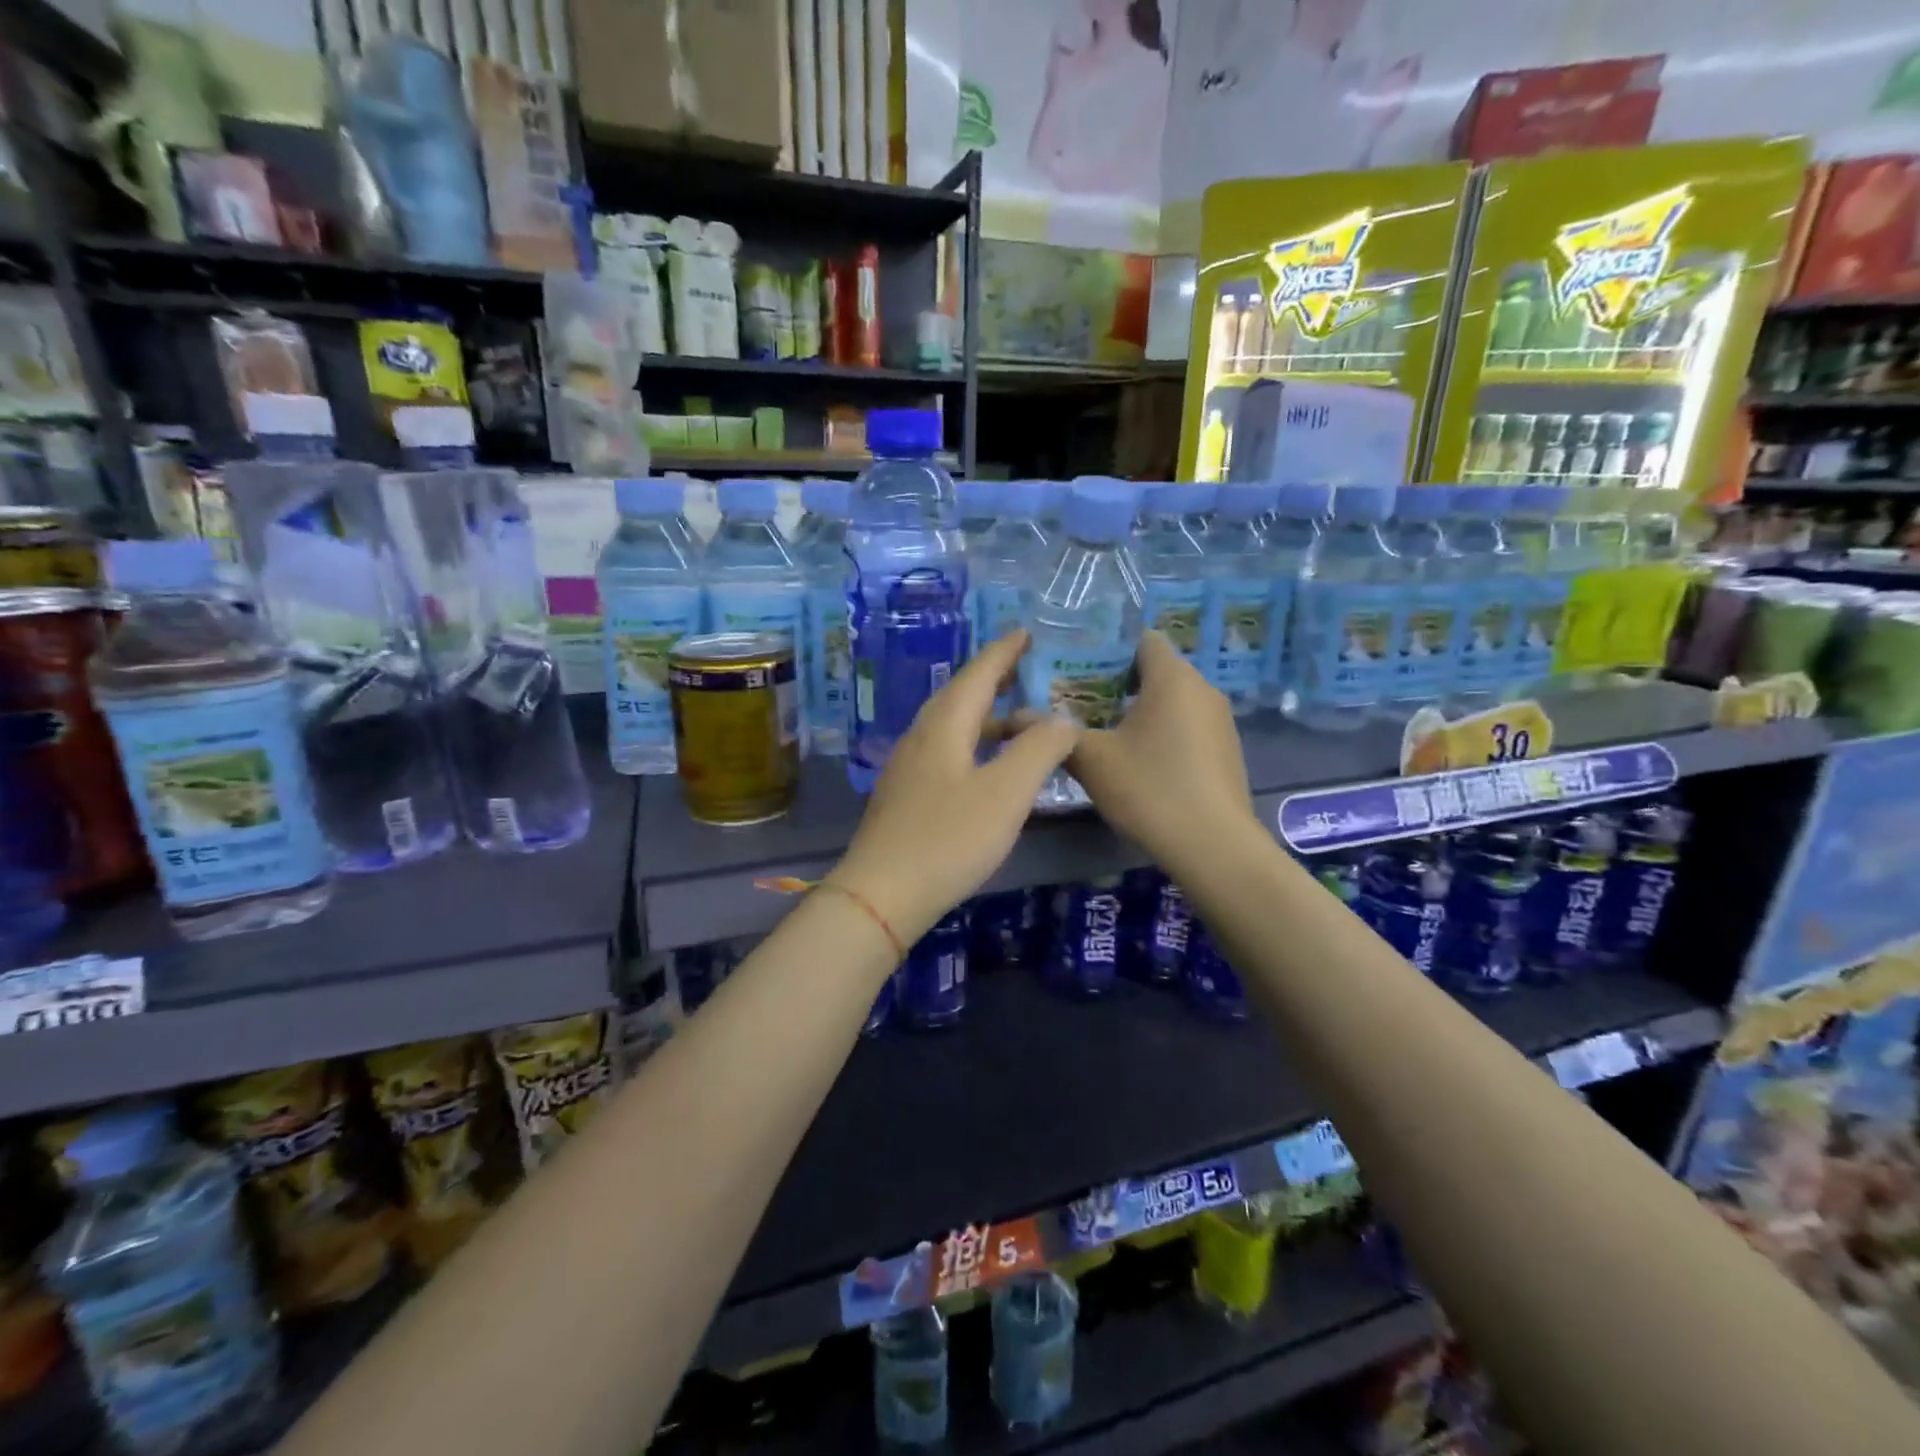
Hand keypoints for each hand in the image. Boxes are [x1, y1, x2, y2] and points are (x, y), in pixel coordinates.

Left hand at [828, 631, 1077, 945]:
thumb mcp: (1006, 792)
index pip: (978, 674)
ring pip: (953, 726)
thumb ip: (1039, 750)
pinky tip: (989, 767)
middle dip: (994, 679)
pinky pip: (947, 752)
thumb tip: (1061, 720)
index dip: (1004, 652)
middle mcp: (922, 736)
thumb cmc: (948, 838)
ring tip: (1020, 720)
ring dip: (987, 716)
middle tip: (1026, 668)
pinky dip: (975, 745)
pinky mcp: (906, 796)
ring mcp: (909, 767)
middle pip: (961, 696)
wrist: (881, 894)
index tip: (1025, 632)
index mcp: (945, 725)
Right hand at [1068, 630, 1255, 873]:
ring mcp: (1220, 721)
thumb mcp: (1091, 759)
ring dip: (1141, 712)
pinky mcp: (1227, 751)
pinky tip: (1142, 765)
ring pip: (1173, 701)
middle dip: (1119, 684)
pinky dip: (1164, 734)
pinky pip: (1188, 727)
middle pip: (1157, 670)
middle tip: (1081, 707)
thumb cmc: (1149, 788)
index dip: (1110, 651)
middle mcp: (1203, 689)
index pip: (1143, 639)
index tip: (1078, 674)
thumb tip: (1013, 717)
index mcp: (1173, 677)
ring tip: (1106, 737)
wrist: (1213, 847)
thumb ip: (1054, 733)